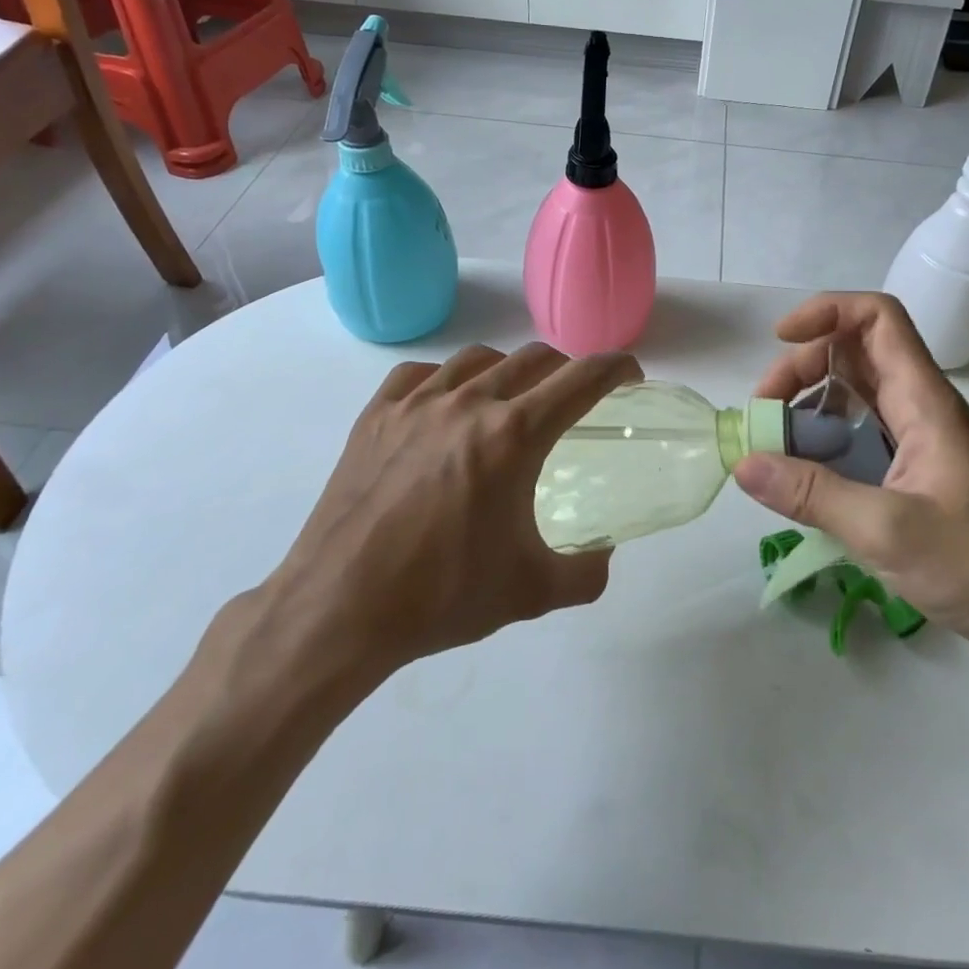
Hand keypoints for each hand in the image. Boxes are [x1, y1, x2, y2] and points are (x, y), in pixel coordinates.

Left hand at [259, 343, 640, 681]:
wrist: (339, 609)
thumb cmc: (441, 597)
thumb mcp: (531, 592)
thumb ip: (586, 572)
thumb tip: (604, 554)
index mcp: (513, 435)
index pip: (581, 380)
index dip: (615, 369)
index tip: (629, 375)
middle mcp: (469, 403)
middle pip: (533, 359)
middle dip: (566, 369)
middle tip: (574, 397)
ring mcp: (416, 403)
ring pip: (478, 359)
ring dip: (509, 370)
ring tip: (511, 399)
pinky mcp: (375, 415)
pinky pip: (421, 374)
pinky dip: (447, 379)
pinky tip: (446, 404)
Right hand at [734, 292, 968, 667]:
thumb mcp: (888, 530)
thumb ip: (813, 494)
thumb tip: (743, 464)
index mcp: (924, 401)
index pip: (878, 319)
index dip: (827, 312)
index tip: (779, 341)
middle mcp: (920, 407)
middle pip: (854, 353)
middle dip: (801, 368)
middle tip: (766, 415)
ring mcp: (918, 439)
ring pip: (854, 395)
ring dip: (809, 407)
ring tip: (776, 447)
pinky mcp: (914, 471)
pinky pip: (860, 435)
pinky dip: (824, 442)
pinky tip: (804, 479)